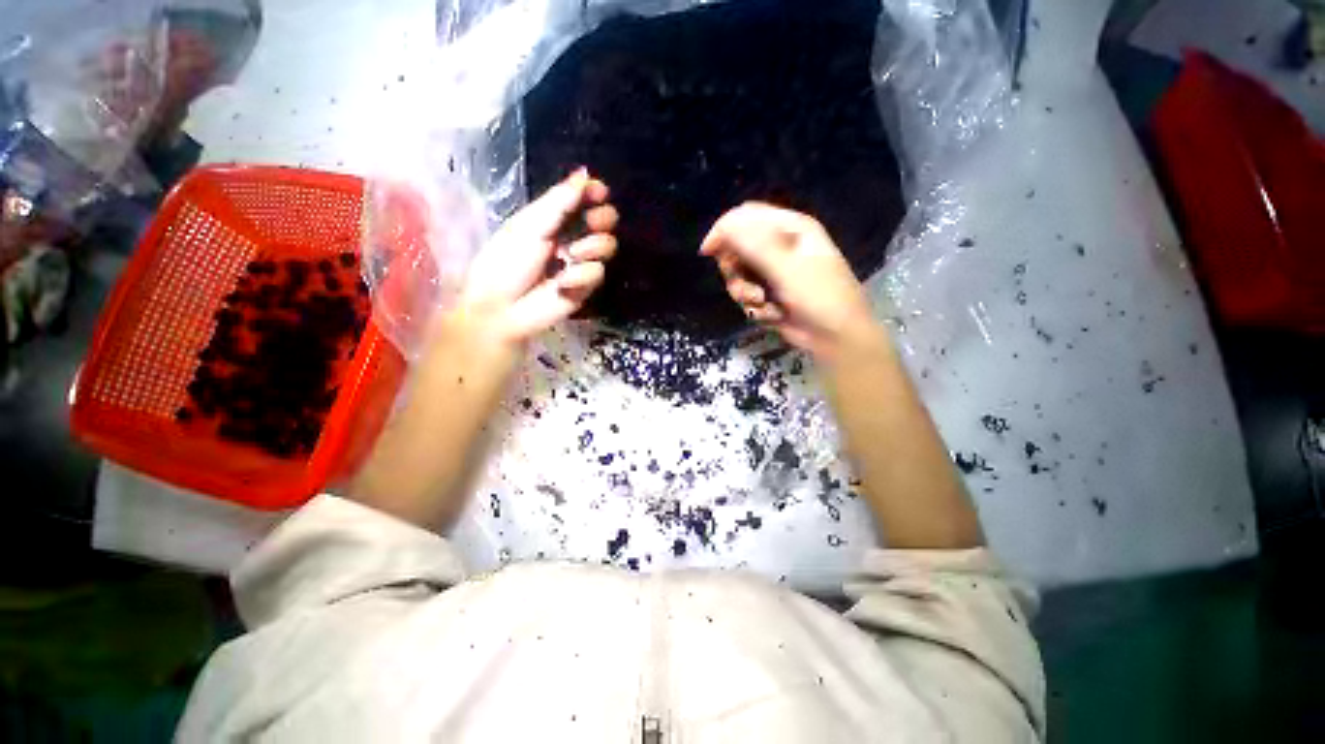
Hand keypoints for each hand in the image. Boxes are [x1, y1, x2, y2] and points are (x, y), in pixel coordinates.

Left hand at [460, 169, 617, 343]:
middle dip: (604, 218)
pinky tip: (562, 283)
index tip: (599, 191)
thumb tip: (585, 173)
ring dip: (593, 247)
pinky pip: (597, 273)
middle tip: (593, 222)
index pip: (582, 200)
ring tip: (571, 255)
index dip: (594, 193)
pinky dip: (581, 276)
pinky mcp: (585, 287)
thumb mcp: (529, 225)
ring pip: (607, 247)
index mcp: (552, 220)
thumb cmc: (506, 262)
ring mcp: (580, 264)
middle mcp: (570, 238)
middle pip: (604, 222)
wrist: (501, 306)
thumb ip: (559, 201)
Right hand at [700, 202, 876, 360]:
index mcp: (789, 228)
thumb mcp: (785, 267)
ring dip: (744, 292)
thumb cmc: (818, 295)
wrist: (835, 337)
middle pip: (737, 247)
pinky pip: (746, 296)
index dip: (725, 230)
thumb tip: (720, 230)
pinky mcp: (769, 295)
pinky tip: (772, 315)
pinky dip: (755, 307)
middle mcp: (779, 246)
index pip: (746, 216)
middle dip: (734, 269)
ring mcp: (773, 272)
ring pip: (738, 275)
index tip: (709, 251)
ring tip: (760, 303)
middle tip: (743, 284)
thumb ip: (752, 245)